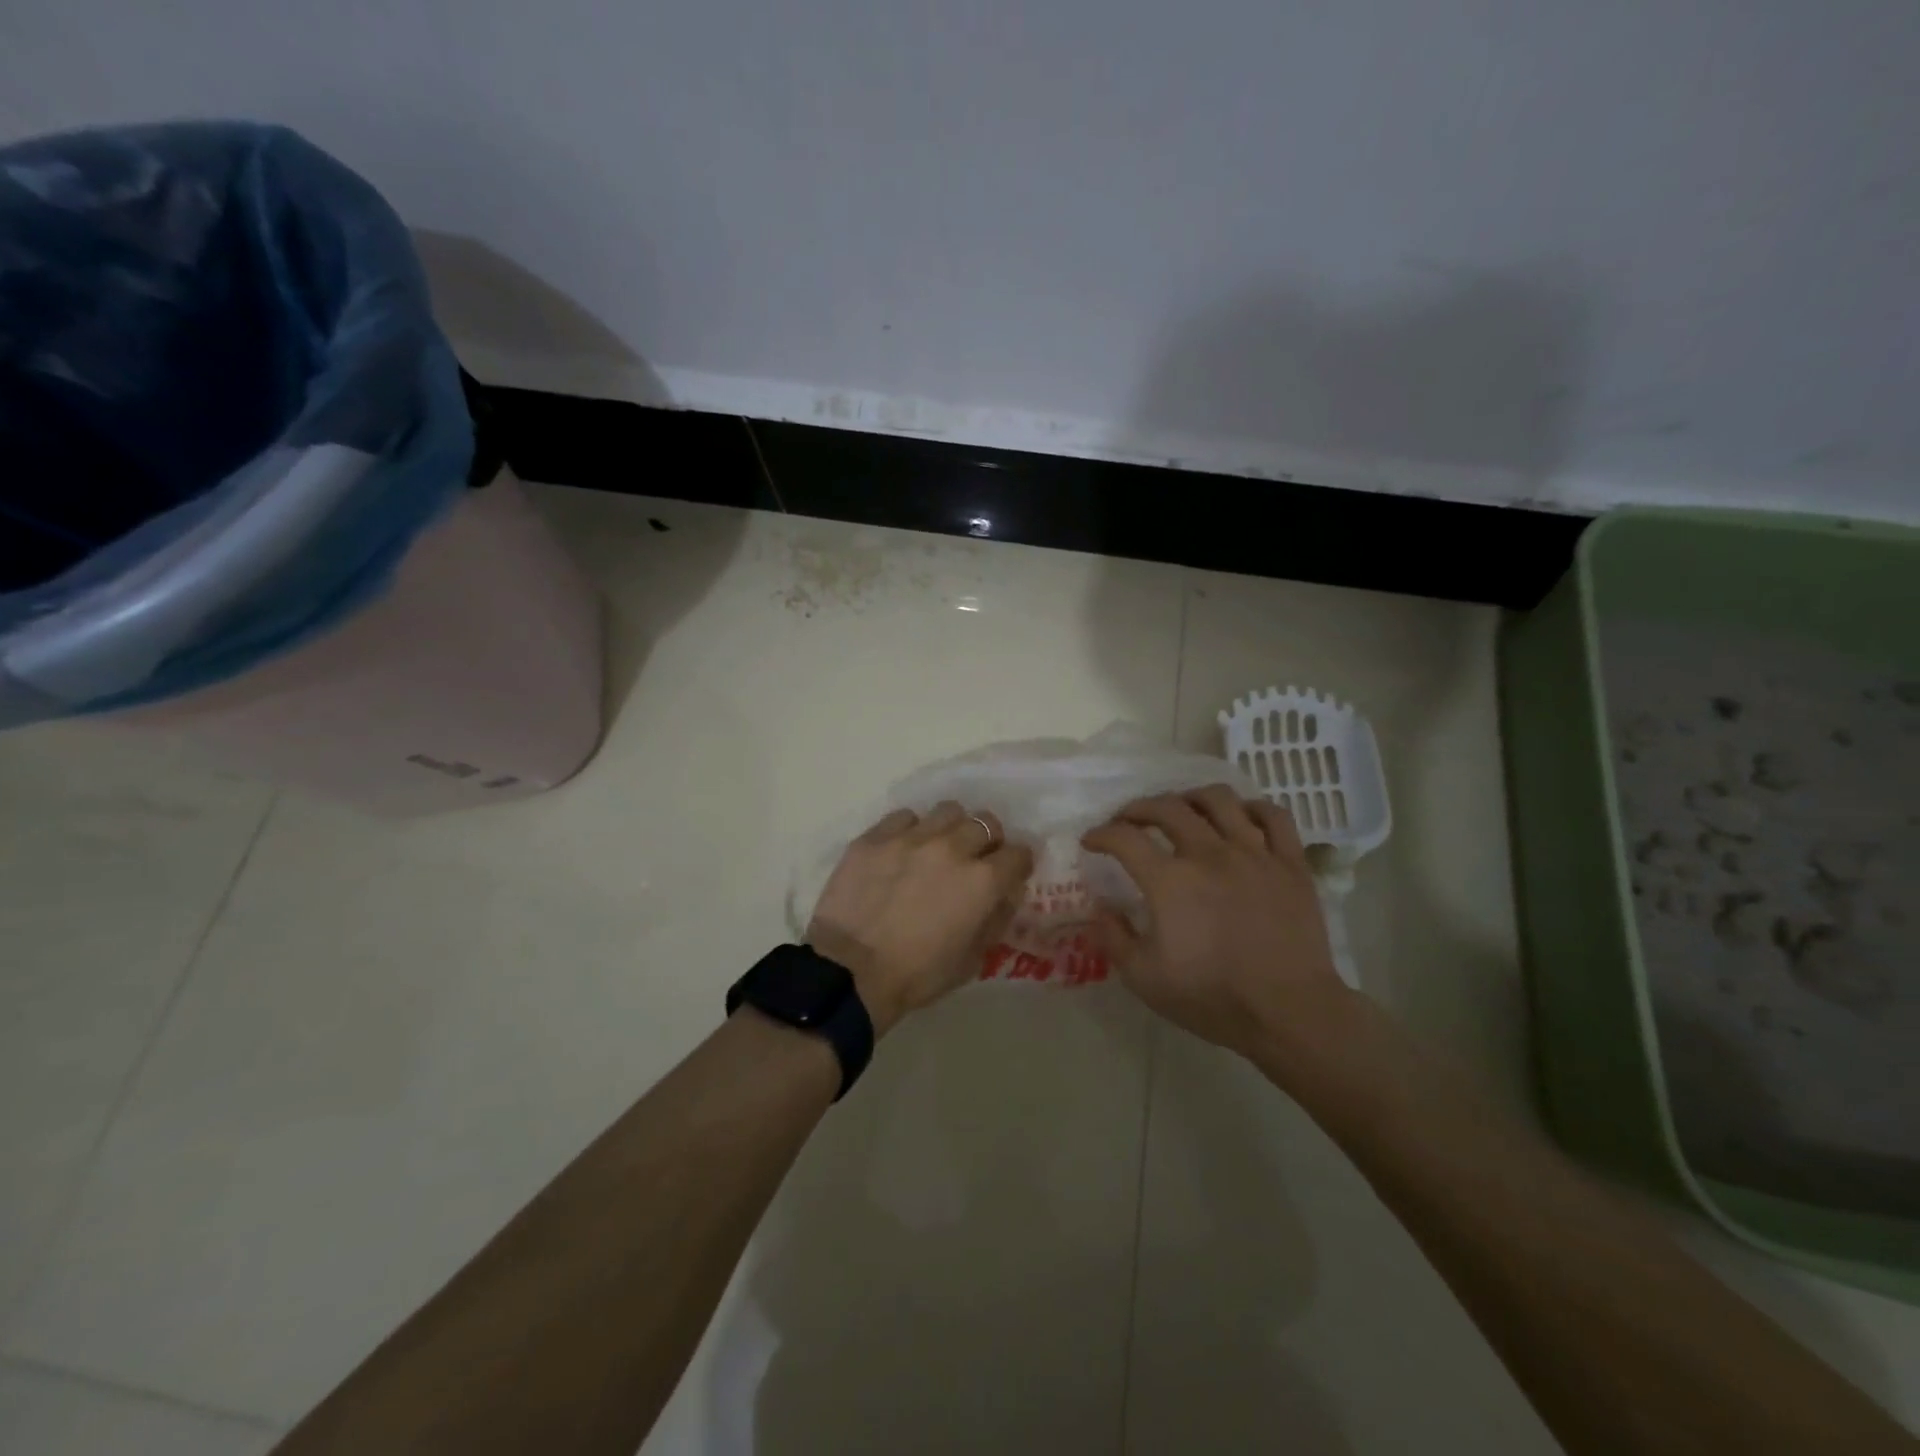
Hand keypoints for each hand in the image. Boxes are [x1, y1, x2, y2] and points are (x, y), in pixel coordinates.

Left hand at [807, 802, 1034, 1035]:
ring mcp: (911, 837)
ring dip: (951, 828)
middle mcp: (952, 847)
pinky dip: (911, 830)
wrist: (850, 972)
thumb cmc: (917, 975)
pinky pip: (904, 817)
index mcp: (983, 880)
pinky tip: (901, 850)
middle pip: (986, 823)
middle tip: (974, 860)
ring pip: (947, 811)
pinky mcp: (875, 837)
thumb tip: (1006, 894)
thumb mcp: (972, 960)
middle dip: (987, 841)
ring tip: (938, 847)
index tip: (1010, 874)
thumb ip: (995, 919)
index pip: (1019, 853)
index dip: (1018, 865)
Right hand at [1081, 786, 1351, 1058]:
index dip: (1101, 835)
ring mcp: (1254, 853)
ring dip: (1191, 798)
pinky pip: (1274, 816)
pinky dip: (1252, 808)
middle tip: (1129, 821)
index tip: (1091, 841)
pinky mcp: (1290, 863)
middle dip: (1138, 808)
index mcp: (1170, 881)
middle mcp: (1209, 854)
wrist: (1288, 1012)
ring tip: (1183, 809)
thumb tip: (1098, 908)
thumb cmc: (1212, 997)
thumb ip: (1113, 938)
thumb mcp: (1143, 978)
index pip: (1124, 838)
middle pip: (1167, 808)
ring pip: (1219, 800)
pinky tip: (1241, 818)